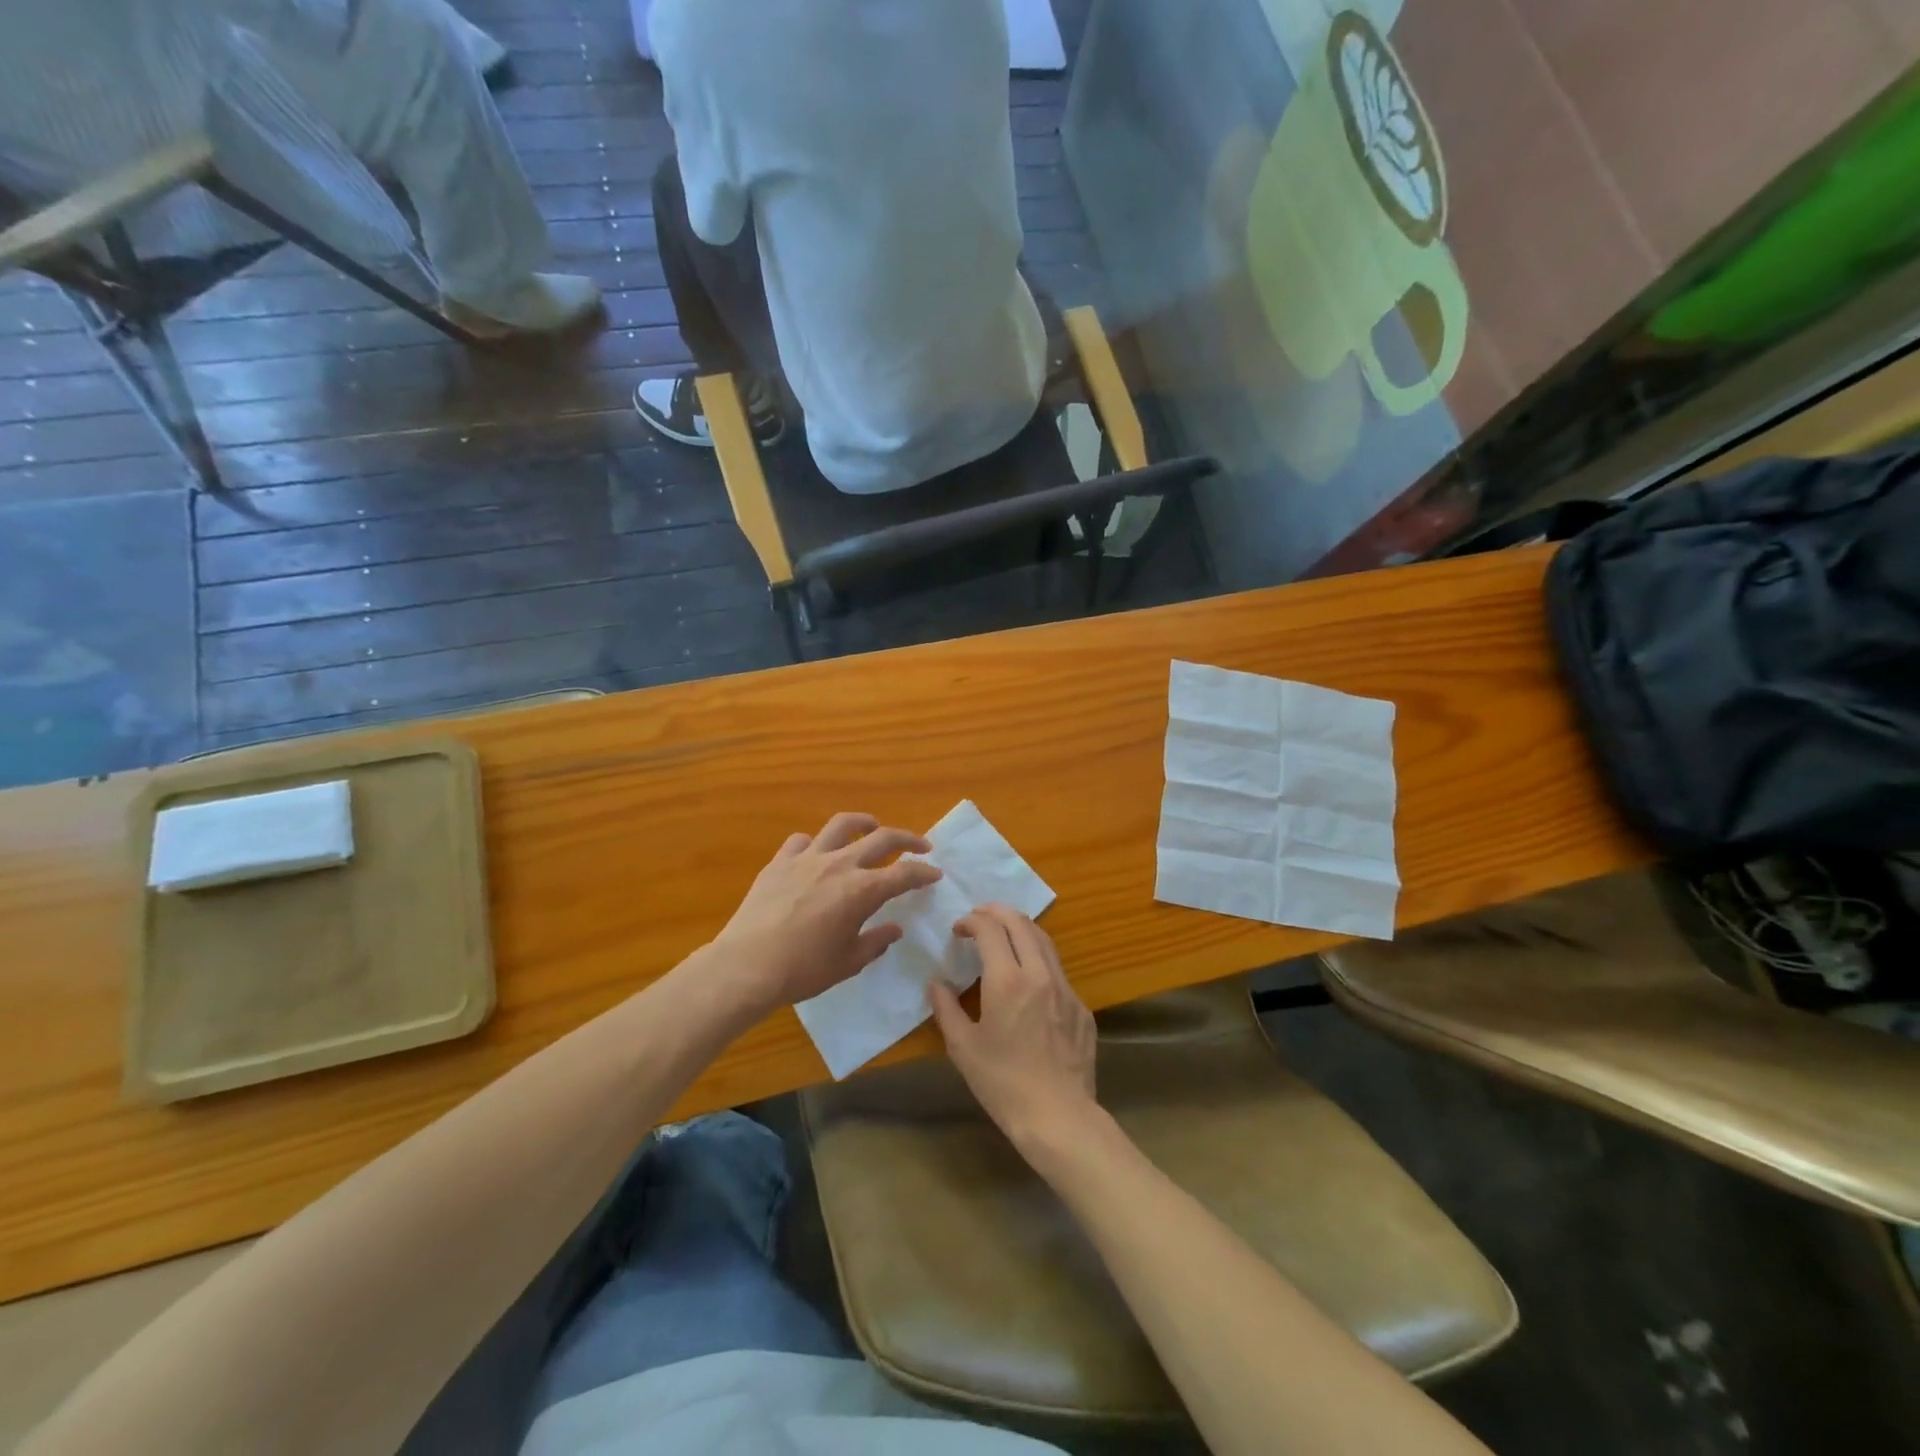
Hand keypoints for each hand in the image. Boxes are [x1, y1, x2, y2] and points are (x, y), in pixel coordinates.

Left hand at [712, 813, 940, 1013]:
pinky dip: (815, 843)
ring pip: (842, 825)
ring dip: (864, 822)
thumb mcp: (848, 962)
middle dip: (907, 839)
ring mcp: (807, 858)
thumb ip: (876, 942)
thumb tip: (894, 928)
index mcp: (862, 890)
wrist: (747, 965)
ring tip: (872, 827)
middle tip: (921, 845)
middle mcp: (839, 864)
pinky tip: (816, 853)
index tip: (935, 874)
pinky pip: (802, 841)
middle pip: (882, 838)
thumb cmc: (803, 970)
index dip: (923, 873)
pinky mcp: (779, 862)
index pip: (904, 874)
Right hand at [928, 904, 1096, 1148]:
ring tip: (1004, 934)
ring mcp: (1066, 989)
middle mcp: (1040, 974)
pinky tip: (1028, 979)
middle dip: (997, 912)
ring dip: (1021, 929)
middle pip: (1021, 923)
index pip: (990, 929)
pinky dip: (1038, 959)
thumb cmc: (1003, 1084)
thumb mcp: (963, 1048)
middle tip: (979, 917)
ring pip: (1044, 941)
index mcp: (1008, 980)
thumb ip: (946, 1009)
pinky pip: (1058, 970)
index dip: (971, 921)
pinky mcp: (1081, 1007)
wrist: (1059, 1117)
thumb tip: (936, 984)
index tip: (958, 929)